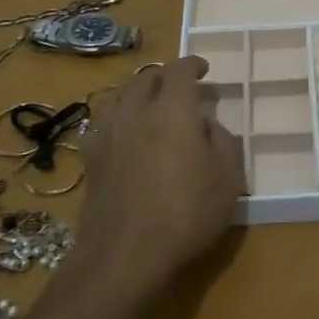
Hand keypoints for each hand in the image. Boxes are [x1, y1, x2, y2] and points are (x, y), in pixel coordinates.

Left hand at [77, 56, 245, 291]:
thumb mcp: (227, 179)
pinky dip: (116, 113)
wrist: (125, 253)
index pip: (179, 71)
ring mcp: (108, 133)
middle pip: (146, 78)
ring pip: (119, 94)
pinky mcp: (90, 158)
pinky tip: (123, 127)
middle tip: (181, 85)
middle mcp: (136, 112)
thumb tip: (208, 124)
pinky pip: (101, 120)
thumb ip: (222, 141)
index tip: (203, 68)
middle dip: (165, 75)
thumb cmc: (186, 214)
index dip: (192, 65)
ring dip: (137, 89)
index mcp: (172, 111)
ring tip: (149, 99)